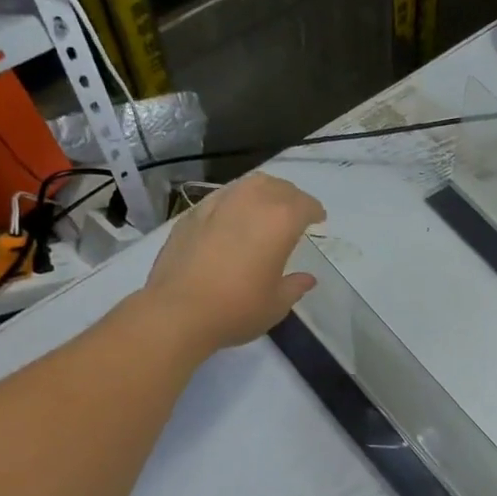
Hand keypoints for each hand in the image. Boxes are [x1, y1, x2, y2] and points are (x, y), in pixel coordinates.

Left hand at [141, 173, 326, 355]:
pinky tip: (233, 219)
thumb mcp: (276, 304)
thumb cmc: (237, 309)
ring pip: (248, 184)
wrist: (178, 311)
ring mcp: (218, 204)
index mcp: (280, 221)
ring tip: (265, 209)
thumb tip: (307, 278)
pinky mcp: (192, 214)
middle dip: (291, 197)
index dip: (315, 211)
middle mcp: (250, 202)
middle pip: (278, 187)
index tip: (319, 219)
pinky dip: (235, 201)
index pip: (305, 205)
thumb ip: (295, 286)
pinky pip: (222, 197)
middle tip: (295, 212)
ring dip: (263, 192)